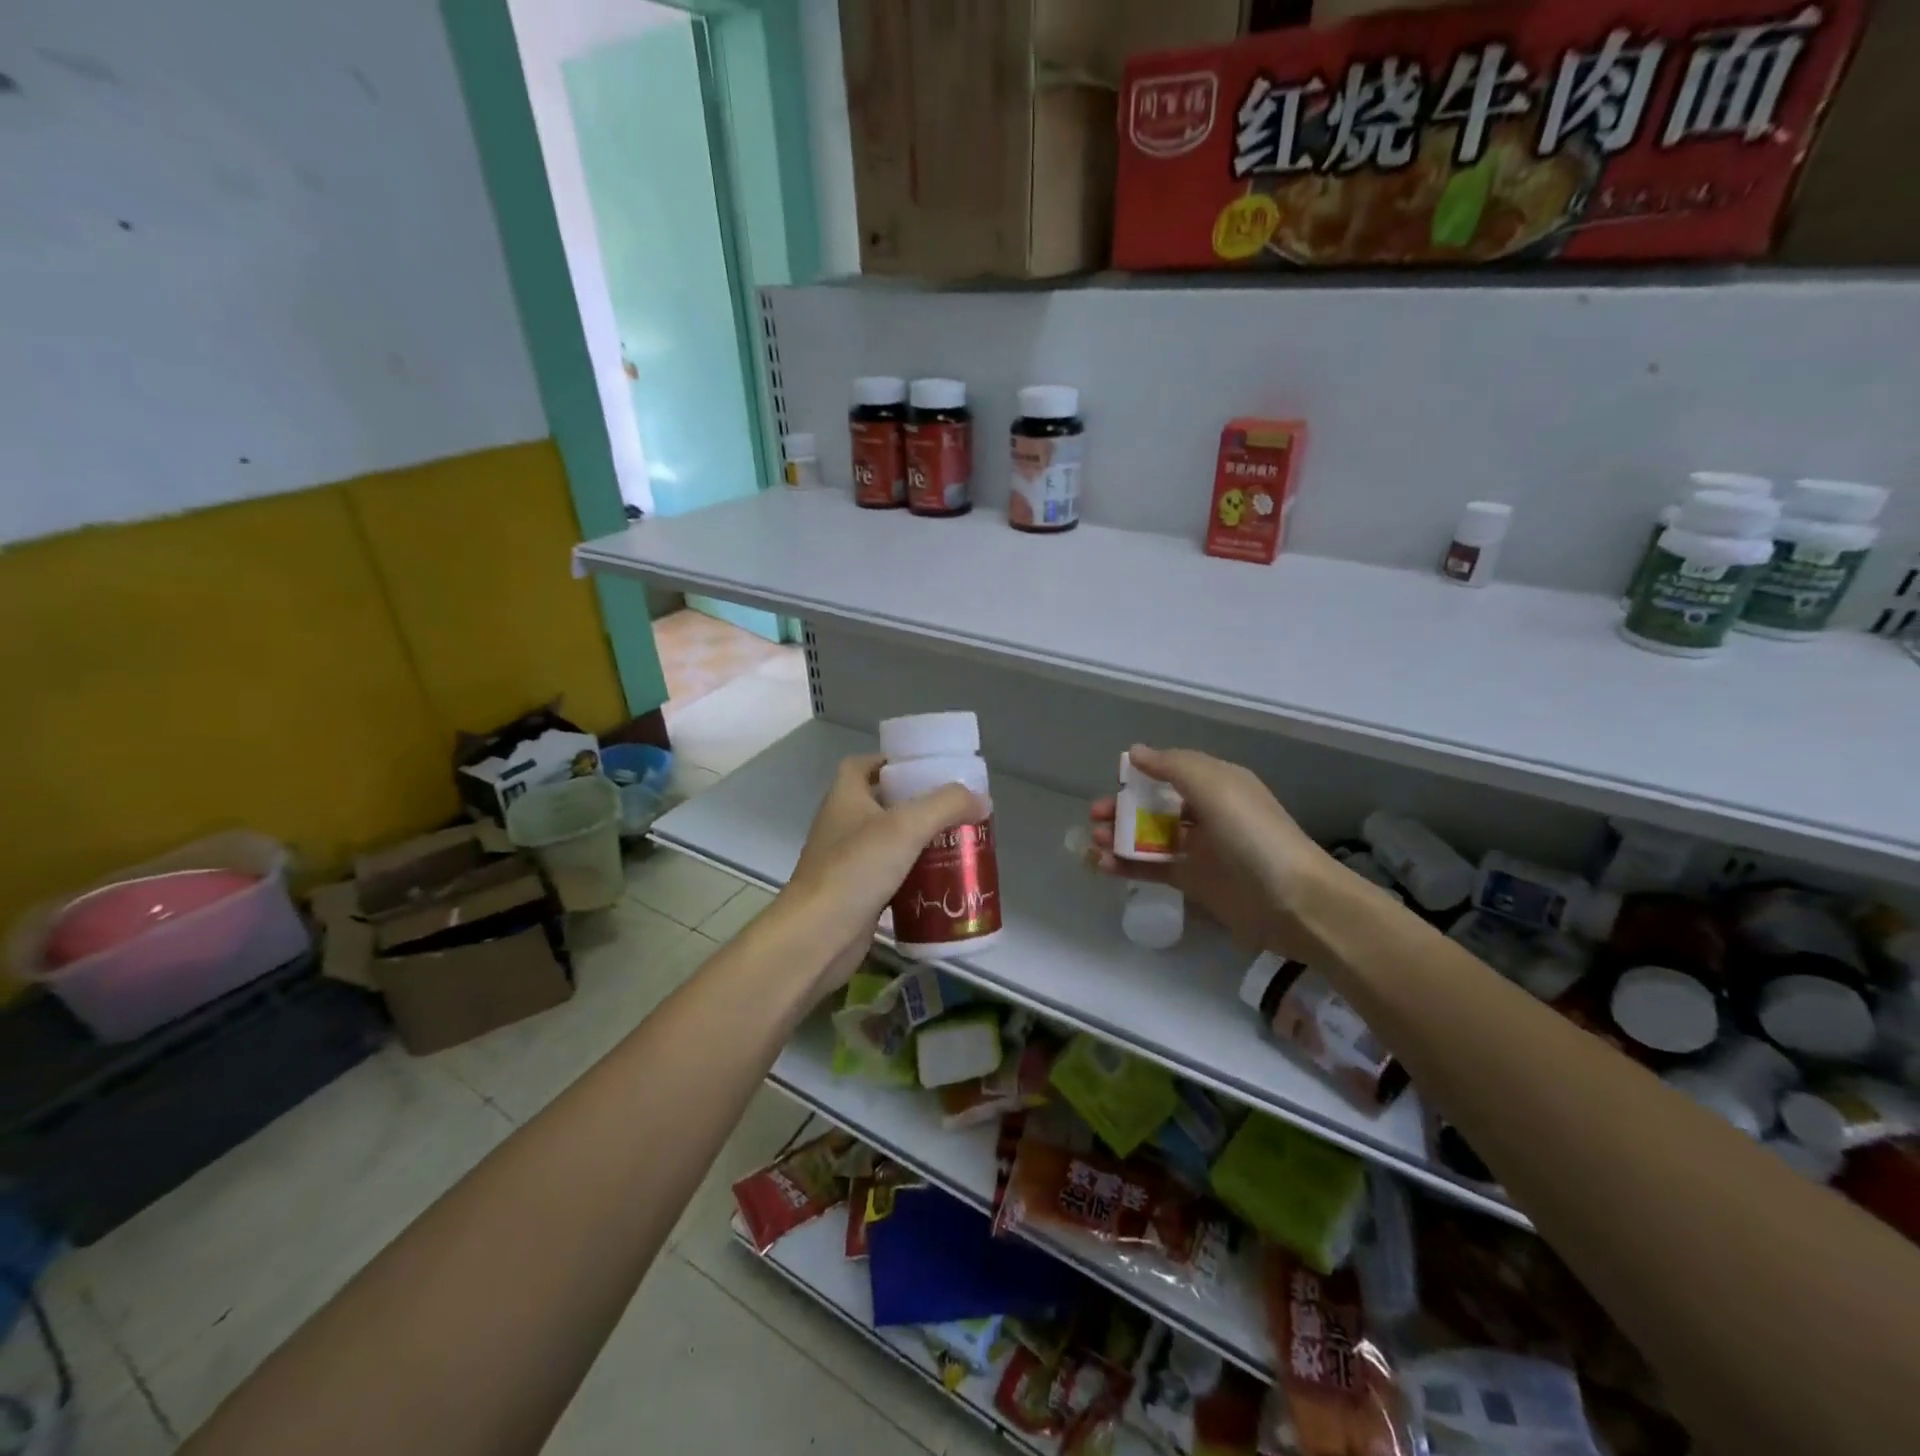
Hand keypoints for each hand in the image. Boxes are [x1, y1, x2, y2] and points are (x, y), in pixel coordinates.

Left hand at [782, 755, 984, 988]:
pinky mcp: (856, 894)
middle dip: (918, 805)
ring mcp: (847, 861)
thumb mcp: (906, 827)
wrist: (816, 938)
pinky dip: (913, 876)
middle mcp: (842, 824)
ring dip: (919, 842)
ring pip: (889, 842)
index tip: (927, 770)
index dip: (892, 762)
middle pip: (883, 803)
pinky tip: (941, 882)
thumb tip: (981, 799)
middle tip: (955, 810)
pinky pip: (890, 876)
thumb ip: (946, 806)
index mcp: (845, 797)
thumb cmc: (856, 869)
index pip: (864, 765)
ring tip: (957, 843)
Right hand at [1090, 746, 1340, 961]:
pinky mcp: (1193, 882)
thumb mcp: (1214, 786)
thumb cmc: (1252, 834)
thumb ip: (1171, 766)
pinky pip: (1152, 868)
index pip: (1172, 771)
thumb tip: (1135, 752)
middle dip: (1123, 807)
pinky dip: (1126, 865)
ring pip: (1150, 837)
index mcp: (1217, 784)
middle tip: (1096, 816)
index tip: (1114, 780)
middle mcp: (1208, 813)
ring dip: (1120, 836)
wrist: (1293, 901)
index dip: (1141, 774)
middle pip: (1155, 805)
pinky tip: (1102, 866)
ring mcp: (1200, 849)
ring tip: (1095, 841)